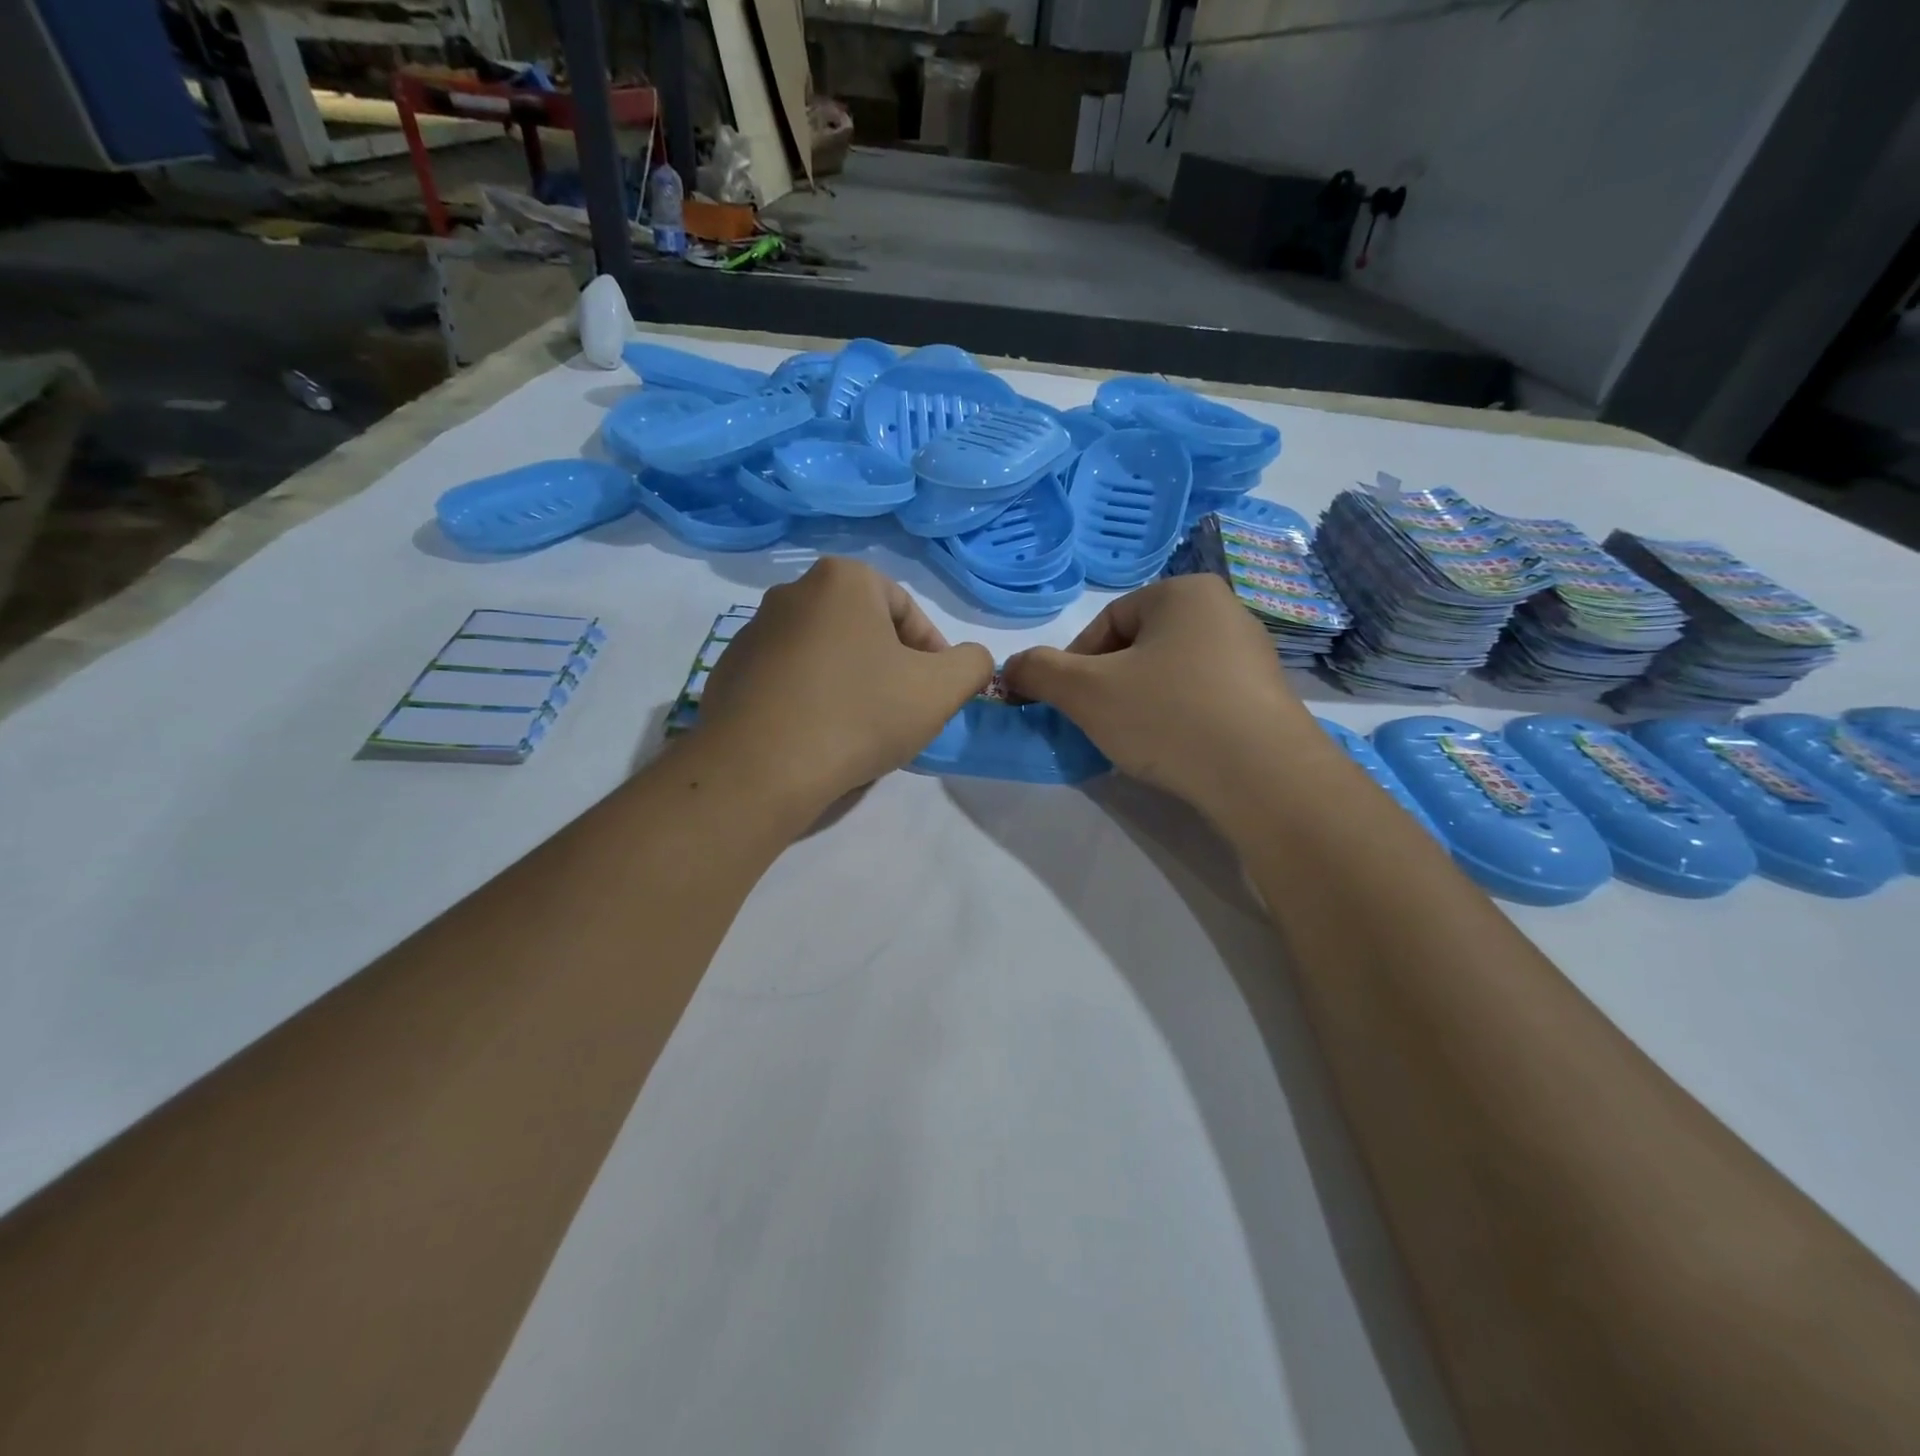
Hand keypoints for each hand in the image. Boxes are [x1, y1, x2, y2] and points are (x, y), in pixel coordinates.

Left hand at [694, 557, 993, 815]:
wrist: (759, 769)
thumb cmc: (859, 715)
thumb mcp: (940, 690)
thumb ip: (972, 664)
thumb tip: (970, 660)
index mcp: (843, 580)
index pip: (908, 612)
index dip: (932, 655)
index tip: (935, 696)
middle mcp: (792, 591)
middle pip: (864, 631)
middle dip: (890, 668)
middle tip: (901, 714)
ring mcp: (753, 631)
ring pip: (825, 655)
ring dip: (851, 685)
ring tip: (859, 732)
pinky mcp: (729, 671)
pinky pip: (788, 680)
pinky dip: (810, 700)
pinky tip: (818, 739)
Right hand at [1003, 575, 1321, 817]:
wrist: (1263, 778)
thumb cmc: (1168, 716)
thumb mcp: (1086, 692)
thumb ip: (1039, 671)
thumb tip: (1011, 667)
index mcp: (1184, 592)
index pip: (1107, 620)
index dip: (1075, 663)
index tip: (1068, 703)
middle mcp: (1224, 611)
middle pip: (1138, 646)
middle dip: (1108, 685)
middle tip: (1098, 723)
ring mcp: (1251, 656)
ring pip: (1169, 674)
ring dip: (1140, 703)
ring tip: (1135, 741)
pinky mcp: (1265, 697)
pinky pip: (1202, 698)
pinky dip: (1176, 719)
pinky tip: (1173, 750)